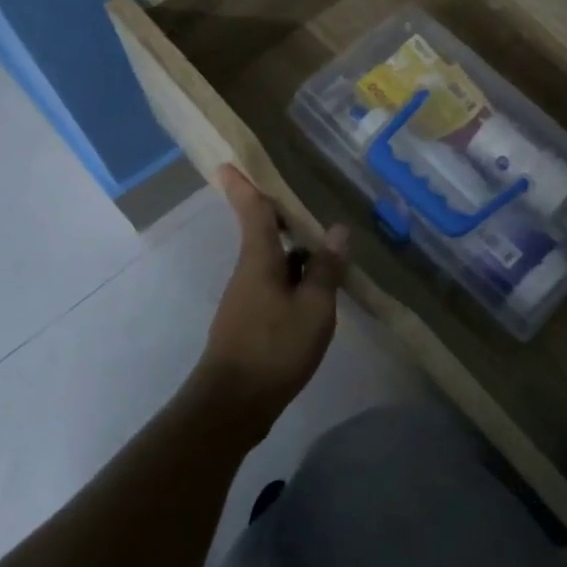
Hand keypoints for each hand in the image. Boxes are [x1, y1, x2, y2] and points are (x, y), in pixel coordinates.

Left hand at [194, 166, 348, 432]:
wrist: (233, 405)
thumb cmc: (274, 348)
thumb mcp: (313, 308)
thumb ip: (326, 269)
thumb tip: (337, 230)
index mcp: (259, 260)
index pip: (251, 211)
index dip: (244, 185)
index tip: (229, 162)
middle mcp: (248, 272)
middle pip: (263, 233)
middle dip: (280, 215)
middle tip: (304, 198)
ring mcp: (247, 298)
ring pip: (272, 261)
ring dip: (294, 249)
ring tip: (326, 243)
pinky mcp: (250, 321)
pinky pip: (274, 284)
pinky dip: (294, 277)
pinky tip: (317, 288)